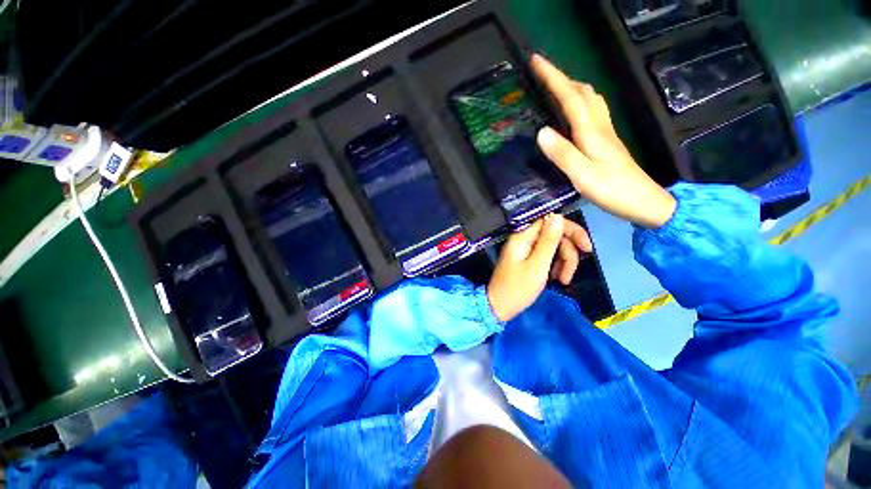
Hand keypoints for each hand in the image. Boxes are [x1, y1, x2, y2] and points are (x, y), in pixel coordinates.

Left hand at [487, 214, 591, 321]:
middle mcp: (523, 240)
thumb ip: (548, 241)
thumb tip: (557, 216)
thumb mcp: (537, 266)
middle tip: (569, 275)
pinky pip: (546, 256)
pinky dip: (555, 266)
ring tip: (563, 280)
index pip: (551, 222)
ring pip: (553, 247)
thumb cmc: (517, 289)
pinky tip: (556, 278)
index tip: (586, 248)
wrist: (499, 307)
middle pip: (554, 235)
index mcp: (523, 237)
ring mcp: (525, 249)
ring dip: (563, 262)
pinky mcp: (526, 259)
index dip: (571, 231)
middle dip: (568, 253)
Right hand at [531, 54, 676, 228]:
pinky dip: (579, 102)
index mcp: (591, 132)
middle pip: (582, 92)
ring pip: (589, 99)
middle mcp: (599, 126)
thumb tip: (541, 131)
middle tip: (542, 73)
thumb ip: (563, 154)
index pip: (569, 97)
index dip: (552, 77)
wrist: (644, 202)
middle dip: (561, 77)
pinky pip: (592, 111)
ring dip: (572, 87)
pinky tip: (573, 110)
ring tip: (555, 86)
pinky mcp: (607, 141)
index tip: (535, 61)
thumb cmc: (613, 191)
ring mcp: (605, 133)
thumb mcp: (583, 176)